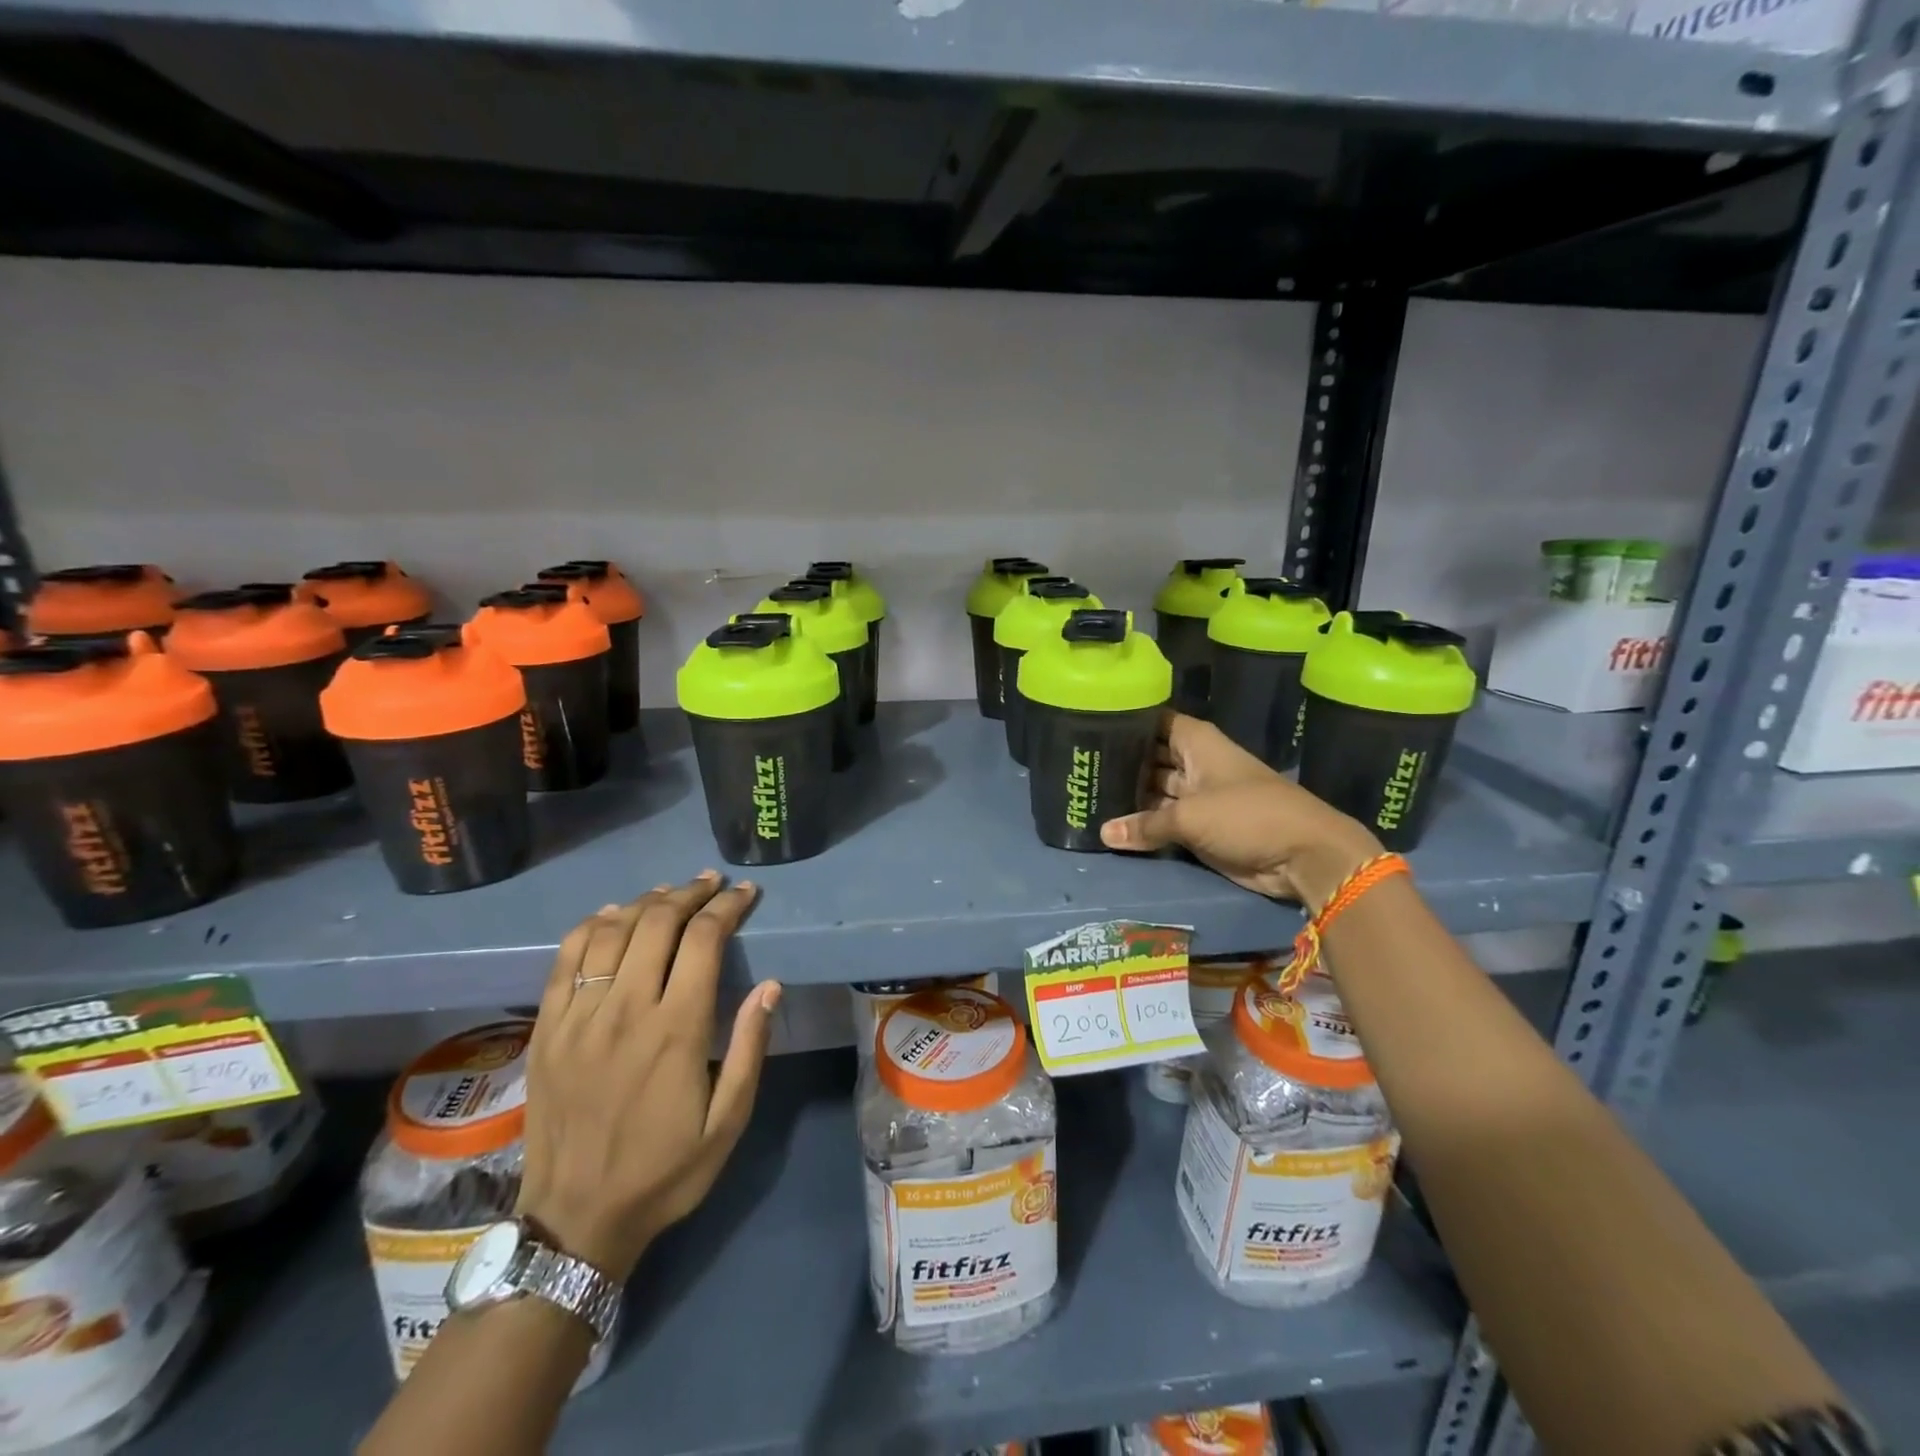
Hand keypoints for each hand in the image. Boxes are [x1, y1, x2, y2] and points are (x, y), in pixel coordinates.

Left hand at [516, 872, 779, 1281]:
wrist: (576, 1220)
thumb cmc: (664, 1171)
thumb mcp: (728, 1122)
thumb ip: (748, 1048)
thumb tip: (769, 986)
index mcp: (675, 1030)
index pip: (703, 940)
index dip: (727, 907)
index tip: (745, 893)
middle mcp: (624, 1011)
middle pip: (656, 923)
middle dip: (690, 893)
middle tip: (712, 884)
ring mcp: (578, 1018)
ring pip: (610, 931)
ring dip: (645, 902)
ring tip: (669, 893)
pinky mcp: (546, 1030)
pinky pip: (565, 959)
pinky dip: (591, 926)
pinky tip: (611, 916)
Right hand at [1100, 714, 1383, 912]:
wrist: (1303, 855)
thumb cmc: (1248, 815)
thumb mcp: (1191, 817)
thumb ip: (1145, 824)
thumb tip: (1103, 833)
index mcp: (1197, 743)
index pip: (1154, 721)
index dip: (1126, 721)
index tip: (1089, 724)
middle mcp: (1195, 764)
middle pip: (1150, 757)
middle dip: (1120, 762)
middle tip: (1078, 768)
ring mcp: (1197, 797)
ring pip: (1154, 791)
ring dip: (1129, 797)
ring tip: (1086, 795)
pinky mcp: (1200, 827)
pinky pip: (1163, 821)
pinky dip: (1143, 824)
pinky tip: (1110, 826)